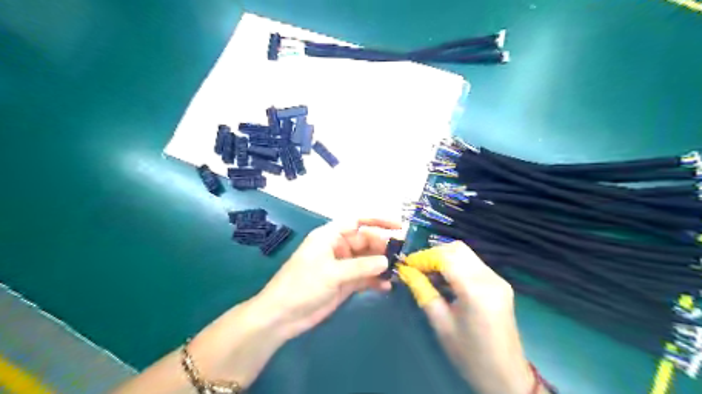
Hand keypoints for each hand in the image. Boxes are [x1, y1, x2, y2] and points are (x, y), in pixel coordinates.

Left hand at [257, 218, 400, 340]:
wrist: (283, 316)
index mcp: (331, 236)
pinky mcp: (345, 283)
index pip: (357, 222)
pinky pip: (365, 277)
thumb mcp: (332, 273)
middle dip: (383, 247)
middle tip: (402, 256)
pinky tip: (387, 286)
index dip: (378, 222)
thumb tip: (386, 261)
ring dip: (382, 265)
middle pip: (366, 242)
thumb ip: (361, 267)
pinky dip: (375, 280)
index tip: (398, 227)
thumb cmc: (303, 286)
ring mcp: (342, 266)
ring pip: (367, 260)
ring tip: (399, 271)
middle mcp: (338, 248)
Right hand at [393, 242, 538, 393]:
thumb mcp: (440, 324)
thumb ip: (422, 291)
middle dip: (433, 254)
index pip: (445, 257)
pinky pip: (473, 263)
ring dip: (444, 257)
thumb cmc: (469, 355)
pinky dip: (455, 265)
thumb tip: (405, 271)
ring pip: (466, 253)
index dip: (423, 257)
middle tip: (416, 268)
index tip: (406, 264)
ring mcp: (498, 279)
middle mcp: (490, 278)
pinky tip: (444, 279)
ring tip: (427, 273)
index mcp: (475, 290)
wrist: (505, 376)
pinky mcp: (500, 283)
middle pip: (457, 249)